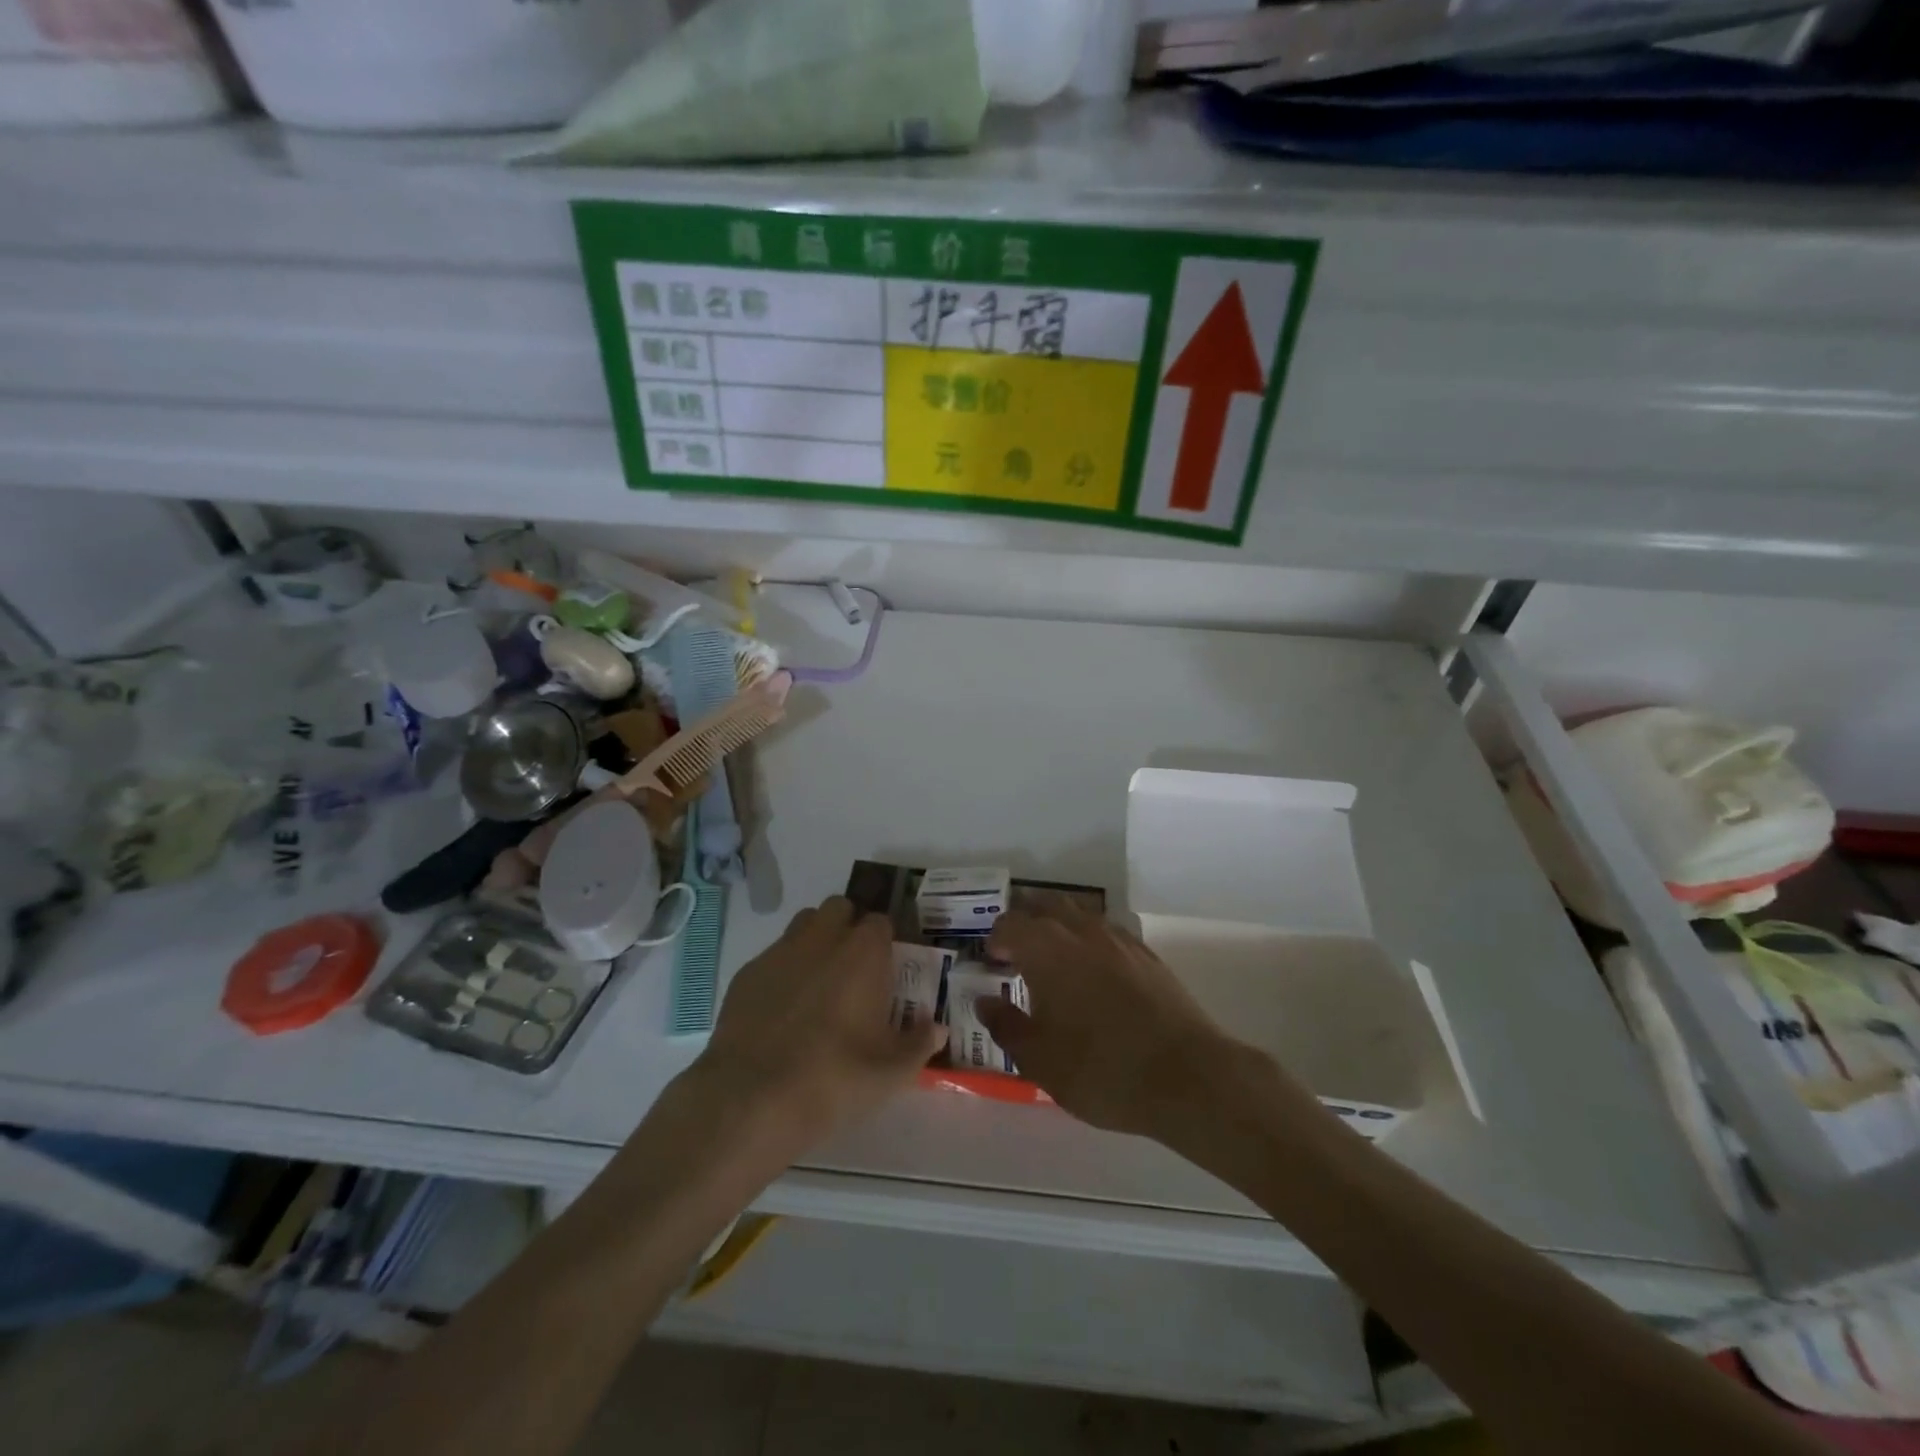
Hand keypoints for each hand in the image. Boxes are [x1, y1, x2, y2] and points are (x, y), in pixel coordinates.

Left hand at [693, 897, 946, 1149]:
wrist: (751, 1099)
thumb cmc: (833, 1079)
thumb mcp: (891, 1072)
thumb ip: (919, 1044)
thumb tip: (936, 1029)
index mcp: (863, 953)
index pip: (881, 922)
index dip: (886, 941)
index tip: (888, 967)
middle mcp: (822, 939)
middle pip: (840, 908)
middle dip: (849, 927)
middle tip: (855, 968)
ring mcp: (780, 952)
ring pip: (804, 924)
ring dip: (817, 940)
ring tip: (820, 982)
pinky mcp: (747, 973)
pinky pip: (774, 955)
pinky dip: (784, 969)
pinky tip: (784, 1008)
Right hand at [978, 897, 1245, 1140]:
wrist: (1186, 1076)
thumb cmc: (1101, 1069)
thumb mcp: (1039, 1059)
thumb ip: (1005, 1026)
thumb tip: (985, 1002)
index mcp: (1046, 948)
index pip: (1009, 924)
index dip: (996, 940)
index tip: (994, 965)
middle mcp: (1080, 930)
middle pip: (1045, 906)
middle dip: (1026, 923)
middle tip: (1018, 955)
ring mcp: (1118, 938)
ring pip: (1079, 915)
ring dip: (1059, 928)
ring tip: (1054, 964)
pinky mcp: (1147, 954)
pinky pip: (1107, 932)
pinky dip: (1090, 942)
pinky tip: (1094, 975)